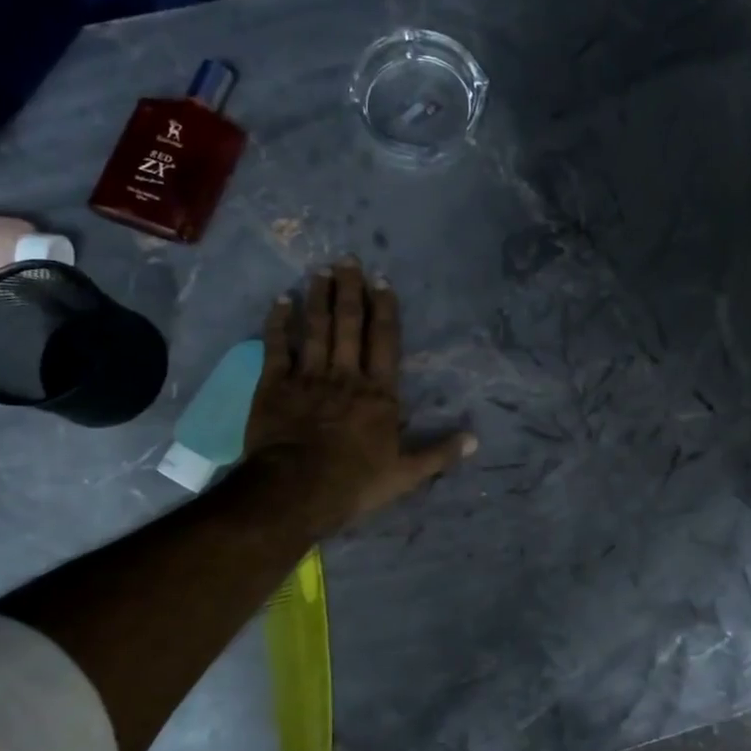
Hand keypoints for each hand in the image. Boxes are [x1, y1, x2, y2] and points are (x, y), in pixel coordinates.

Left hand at [244, 259, 475, 535]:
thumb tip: (475, 440)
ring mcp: (308, 377)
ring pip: (315, 328)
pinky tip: (281, 301)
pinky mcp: (274, 386)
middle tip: (347, 259)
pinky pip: (277, 347)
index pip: (384, 340)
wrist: (295, 491)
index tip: (380, 280)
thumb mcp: (406, 475)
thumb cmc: (354, 483)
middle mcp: (345, 375)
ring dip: (317, 297)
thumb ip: (439, 454)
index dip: (383, 308)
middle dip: (349, 289)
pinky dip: (278, 323)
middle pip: (348, 324)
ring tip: (319, 271)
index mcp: (378, 393)